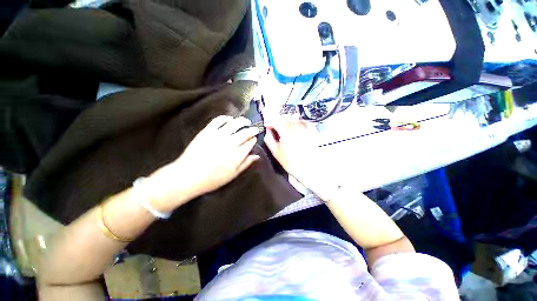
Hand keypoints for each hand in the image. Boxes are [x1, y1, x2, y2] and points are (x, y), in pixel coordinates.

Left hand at [147, 116, 259, 210]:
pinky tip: (230, 119)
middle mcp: (230, 143)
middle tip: (255, 128)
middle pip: (245, 132)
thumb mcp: (233, 175)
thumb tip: (257, 155)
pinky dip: (226, 118)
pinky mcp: (207, 131)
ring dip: (243, 121)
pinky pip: (219, 120)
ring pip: (235, 124)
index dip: (254, 139)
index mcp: (237, 154)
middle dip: (252, 130)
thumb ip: (246, 163)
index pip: (250, 143)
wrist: (188, 176)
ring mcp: (218, 135)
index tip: (255, 138)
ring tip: (246, 121)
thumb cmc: (213, 179)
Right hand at [264, 116, 336, 199]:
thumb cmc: (292, 162)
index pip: (274, 120)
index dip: (269, 123)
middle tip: (276, 132)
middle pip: (284, 118)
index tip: (267, 128)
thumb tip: (267, 132)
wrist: (312, 169)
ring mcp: (305, 126)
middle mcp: (296, 124)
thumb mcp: (276, 152)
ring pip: (293, 119)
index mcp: (285, 129)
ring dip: (288, 123)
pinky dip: (297, 125)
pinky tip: (296, 134)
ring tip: (286, 134)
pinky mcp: (312, 130)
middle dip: (278, 123)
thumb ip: (269, 139)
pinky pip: (302, 123)